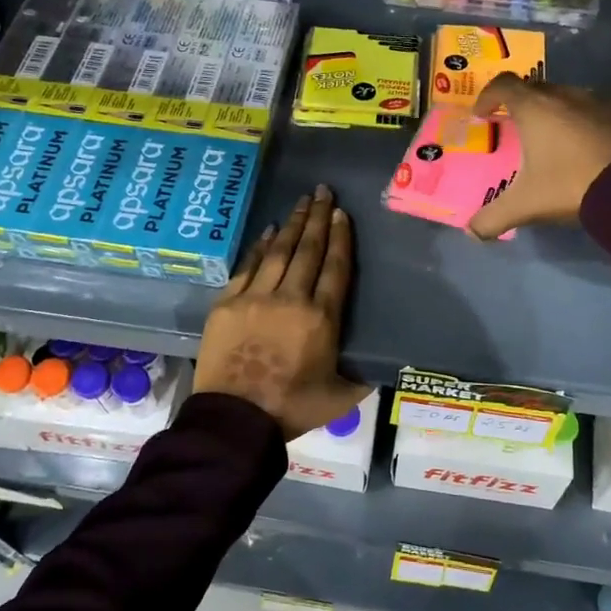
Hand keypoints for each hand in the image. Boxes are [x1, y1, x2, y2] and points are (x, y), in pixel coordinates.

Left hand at [194, 185, 370, 440]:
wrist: (235, 419)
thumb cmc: (291, 409)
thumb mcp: (340, 398)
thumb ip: (363, 378)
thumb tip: (382, 367)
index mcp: (321, 318)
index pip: (335, 268)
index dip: (340, 238)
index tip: (342, 214)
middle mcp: (291, 298)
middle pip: (308, 250)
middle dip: (318, 218)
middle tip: (323, 191)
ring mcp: (256, 297)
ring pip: (279, 252)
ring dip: (292, 224)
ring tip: (302, 202)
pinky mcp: (228, 303)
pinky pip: (248, 266)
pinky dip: (260, 246)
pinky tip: (269, 231)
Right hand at [467, 74, 610, 240]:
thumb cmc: (571, 184)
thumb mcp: (526, 205)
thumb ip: (493, 217)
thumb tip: (472, 232)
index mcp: (535, 108)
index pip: (503, 85)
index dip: (487, 96)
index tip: (481, 114)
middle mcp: (565, 95)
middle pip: (534, 89)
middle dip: (519, 104)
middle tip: (513, 127)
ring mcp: (597, 100)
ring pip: (565, 97)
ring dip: (552, 112)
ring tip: (548, 138)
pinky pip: (591, 109)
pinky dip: (579, 121)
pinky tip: (582, 146)